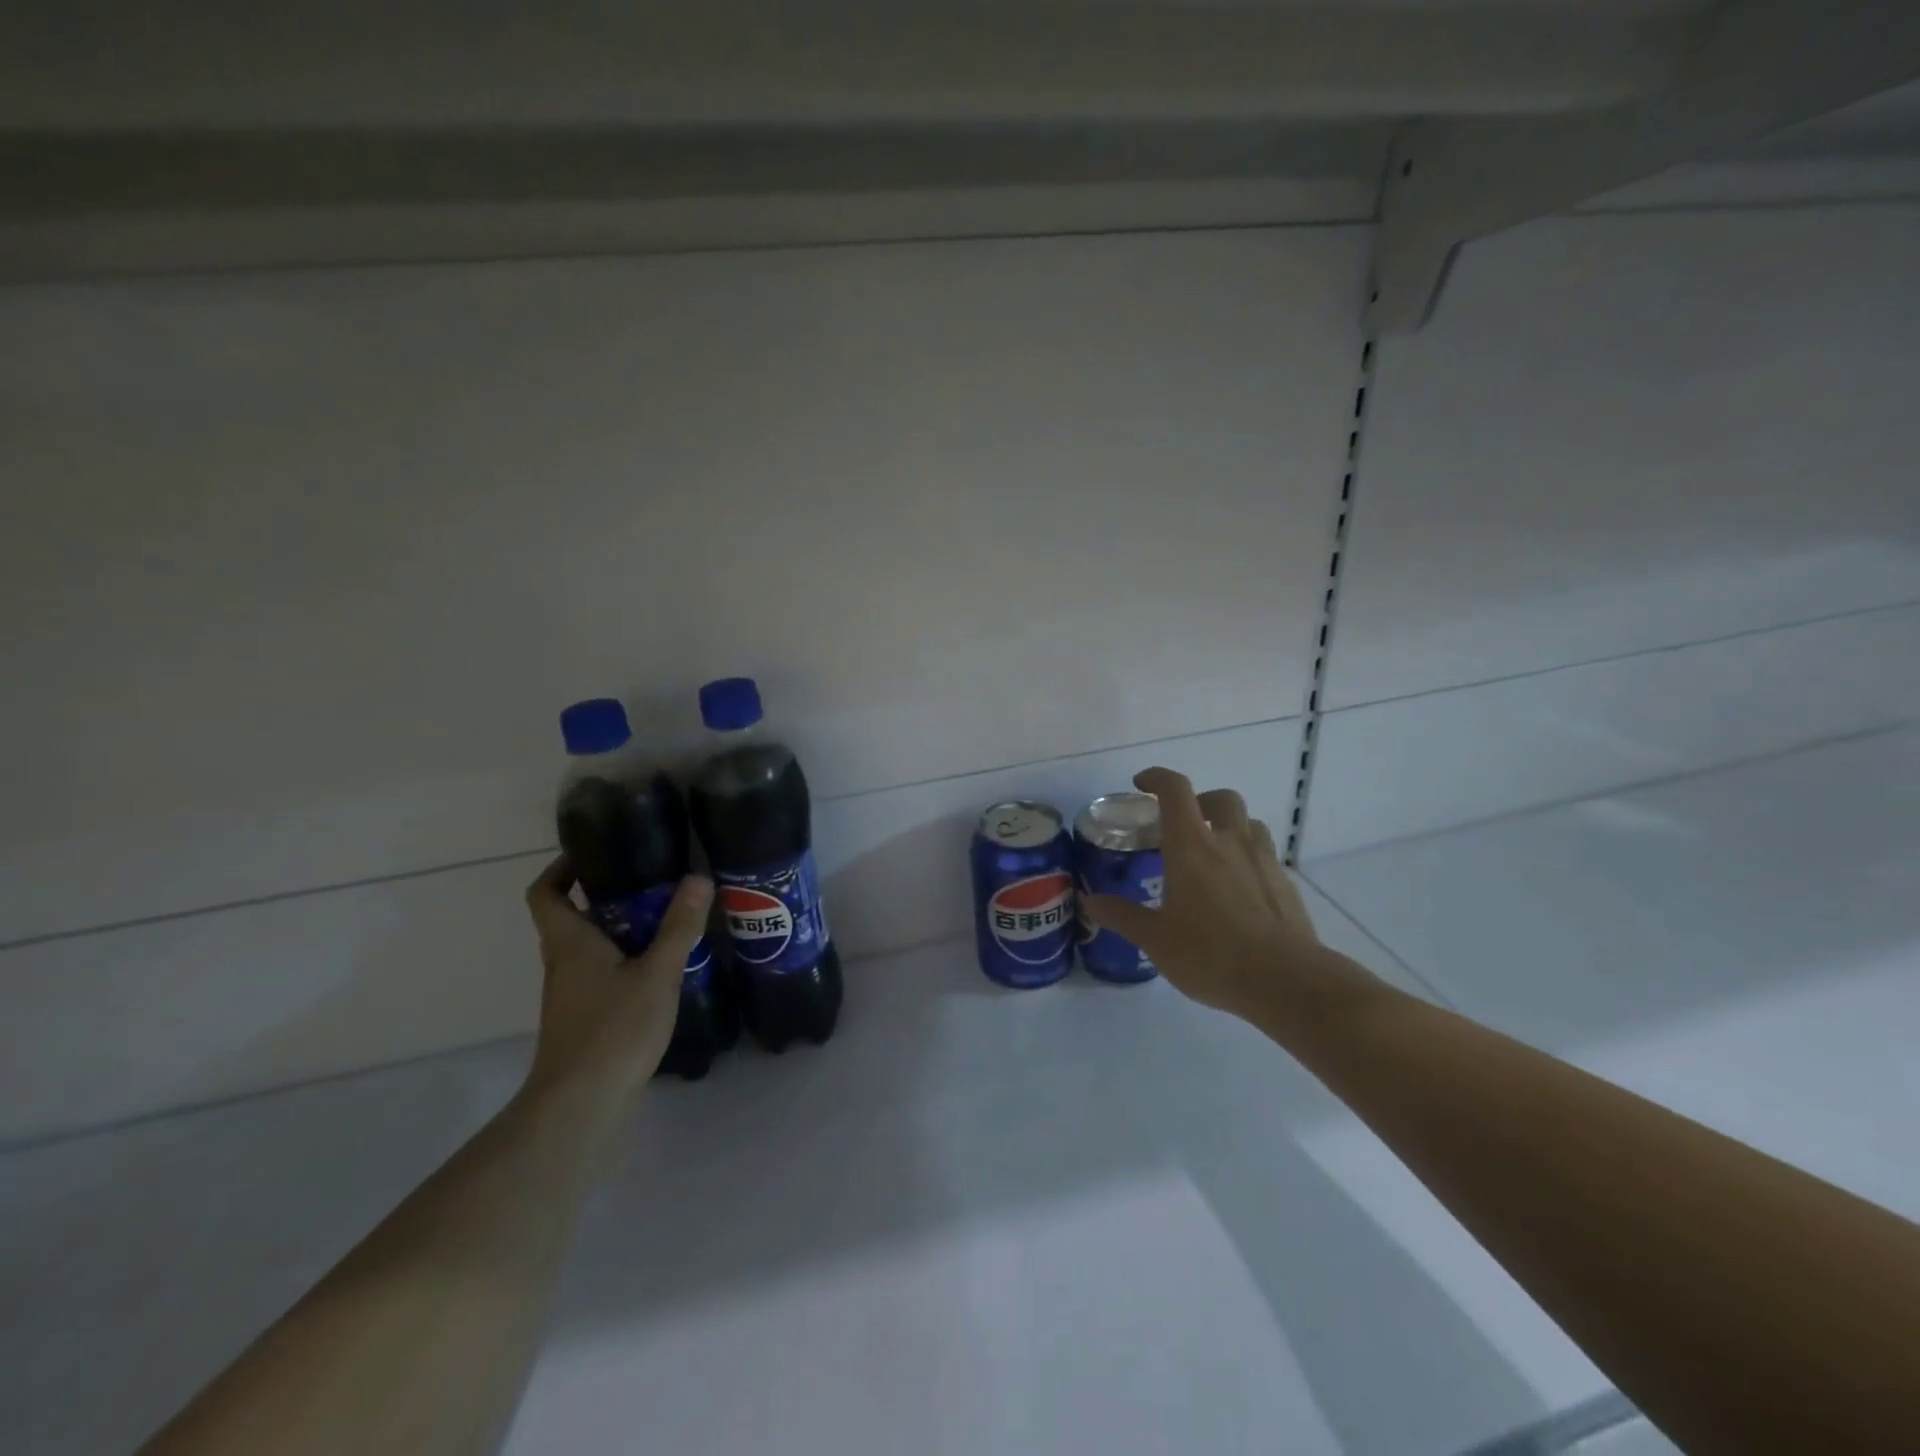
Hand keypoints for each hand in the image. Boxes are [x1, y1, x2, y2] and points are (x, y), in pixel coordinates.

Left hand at [521, 857, 712, 1099]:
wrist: (580, 1104)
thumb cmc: (614, 1030)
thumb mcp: (657, 973)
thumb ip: (679, 927)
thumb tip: (698, 877)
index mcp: (569, 942)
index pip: (545, 892)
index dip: (562, 867)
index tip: (596, 852)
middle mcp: (562, 961)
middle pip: (572, 915)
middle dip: (607, 893)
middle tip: (651, 879)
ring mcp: (570, 991)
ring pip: (589, 944)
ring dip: (619, 926)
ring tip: (665, 915)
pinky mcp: (583, 1014)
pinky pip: (600, 969)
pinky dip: (624, 955)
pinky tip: (660, 964)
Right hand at [1082, 767, 1359, 1028]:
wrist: (1284, 981)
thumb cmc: (1210, 953)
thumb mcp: (1155, 939)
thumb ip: (1122, 916)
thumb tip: (1090, 902)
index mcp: (1192, 847)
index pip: (1175, 791)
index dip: (1157, 778)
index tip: (1141, 784)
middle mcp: (1230, 842)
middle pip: (1221, 798)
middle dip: (1201, 801)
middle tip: (1184, 825)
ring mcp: (1264, 861)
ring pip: (1249, 824)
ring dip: (1229, 827)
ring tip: (1214, 854)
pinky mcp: (1286, 885)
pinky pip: (1266, 857)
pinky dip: (1248, 860)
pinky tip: (1238, 892)